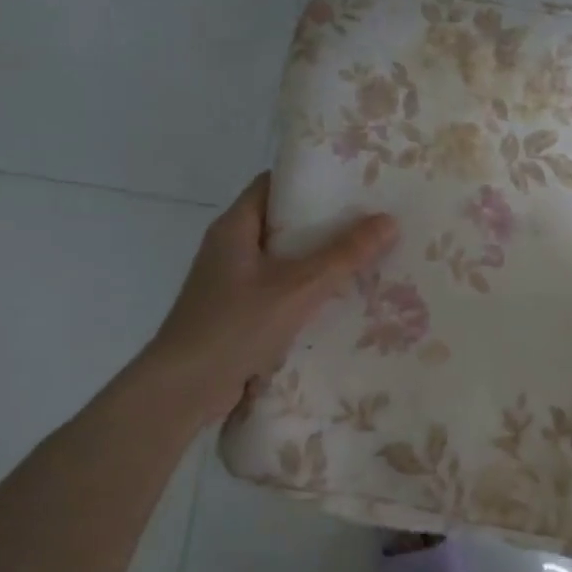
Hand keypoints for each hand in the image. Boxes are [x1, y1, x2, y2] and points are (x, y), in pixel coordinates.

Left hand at [152, 173, 397, 422]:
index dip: (311, 181)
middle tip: (370, 224)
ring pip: (282, 262)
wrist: (183, 389)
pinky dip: (305, 294)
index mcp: (234, 227)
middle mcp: (229, 249)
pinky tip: (338, 304)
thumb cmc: (235, 326)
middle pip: (282, 224)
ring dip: (317, 263)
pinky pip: (278, 293)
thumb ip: (343, 255)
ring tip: (365, 261)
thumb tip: (389, 221)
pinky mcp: (236, 316)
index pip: (273, 185)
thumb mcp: (298, 287)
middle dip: (324, 225)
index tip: (352, 185)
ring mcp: (230, 284)